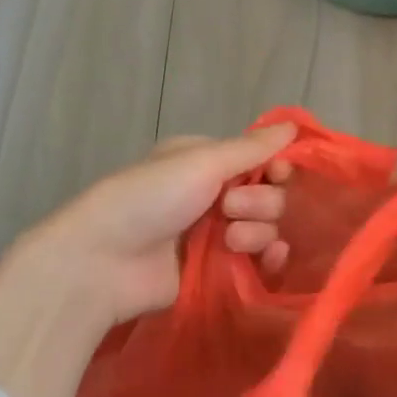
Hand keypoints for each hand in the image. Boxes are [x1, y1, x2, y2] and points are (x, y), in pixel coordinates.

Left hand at [0, 122, 294, 396]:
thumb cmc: (149, 199)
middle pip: (268, 194)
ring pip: (266, 228)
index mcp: (205, 161)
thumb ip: (252, 148)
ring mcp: (214, 235)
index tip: (279, 174)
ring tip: (229, 240)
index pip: (261, 160)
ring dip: (257, 231)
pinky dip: (267, 259)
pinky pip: (258, 261)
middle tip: (231, 208)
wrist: (103, 263)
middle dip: (260, 201)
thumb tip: (294, 126)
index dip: (277, 167)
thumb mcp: (201, 161)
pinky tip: (267, 260)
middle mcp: (213, 194)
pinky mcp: (216, 271)